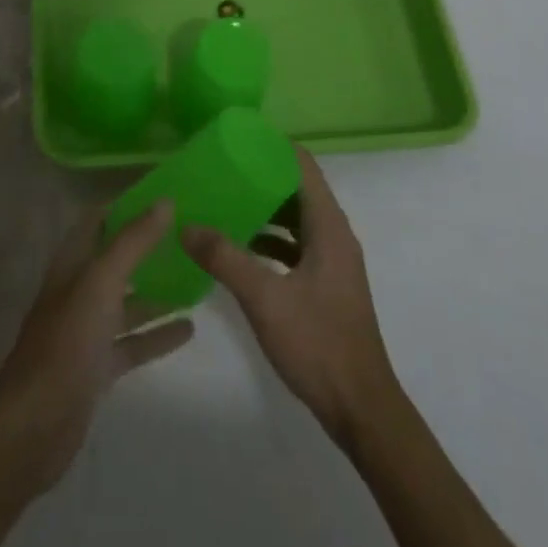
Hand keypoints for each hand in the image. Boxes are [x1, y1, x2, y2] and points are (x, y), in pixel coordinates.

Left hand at [0, 201, 194, 497]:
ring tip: (197, 278)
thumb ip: (133, 242)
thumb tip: (165, 201)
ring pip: (126, 302)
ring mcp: (87, 331)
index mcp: (72, 265)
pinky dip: (157, 334)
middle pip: (115, 260)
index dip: (126, 206)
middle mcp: (78, 291)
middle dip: (146, 247)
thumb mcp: (101, 284)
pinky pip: (132, 343)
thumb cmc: (66, 344)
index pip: (98, 221)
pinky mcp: (98, 367)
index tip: (163, 194)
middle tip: (188, 234)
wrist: (35, 427)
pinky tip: (188, 328)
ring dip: (155, 291)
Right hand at [183, 147, 396, 438]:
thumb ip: (225, 258)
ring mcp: (331, 261)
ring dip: (264, 208)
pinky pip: (295, 245)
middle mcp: (334, 235)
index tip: (237, 137)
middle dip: (261, 175)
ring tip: (223, 201)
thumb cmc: (318, 343)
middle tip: (221, 167)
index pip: (302, 165)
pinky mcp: (325, 284)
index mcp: (328, 226)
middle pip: (297, 188)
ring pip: (295, 218)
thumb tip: (187, 225)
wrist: (361, 409)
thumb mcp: (265, 298)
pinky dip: (269, 238)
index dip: (273, 146)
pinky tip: (238, 248)